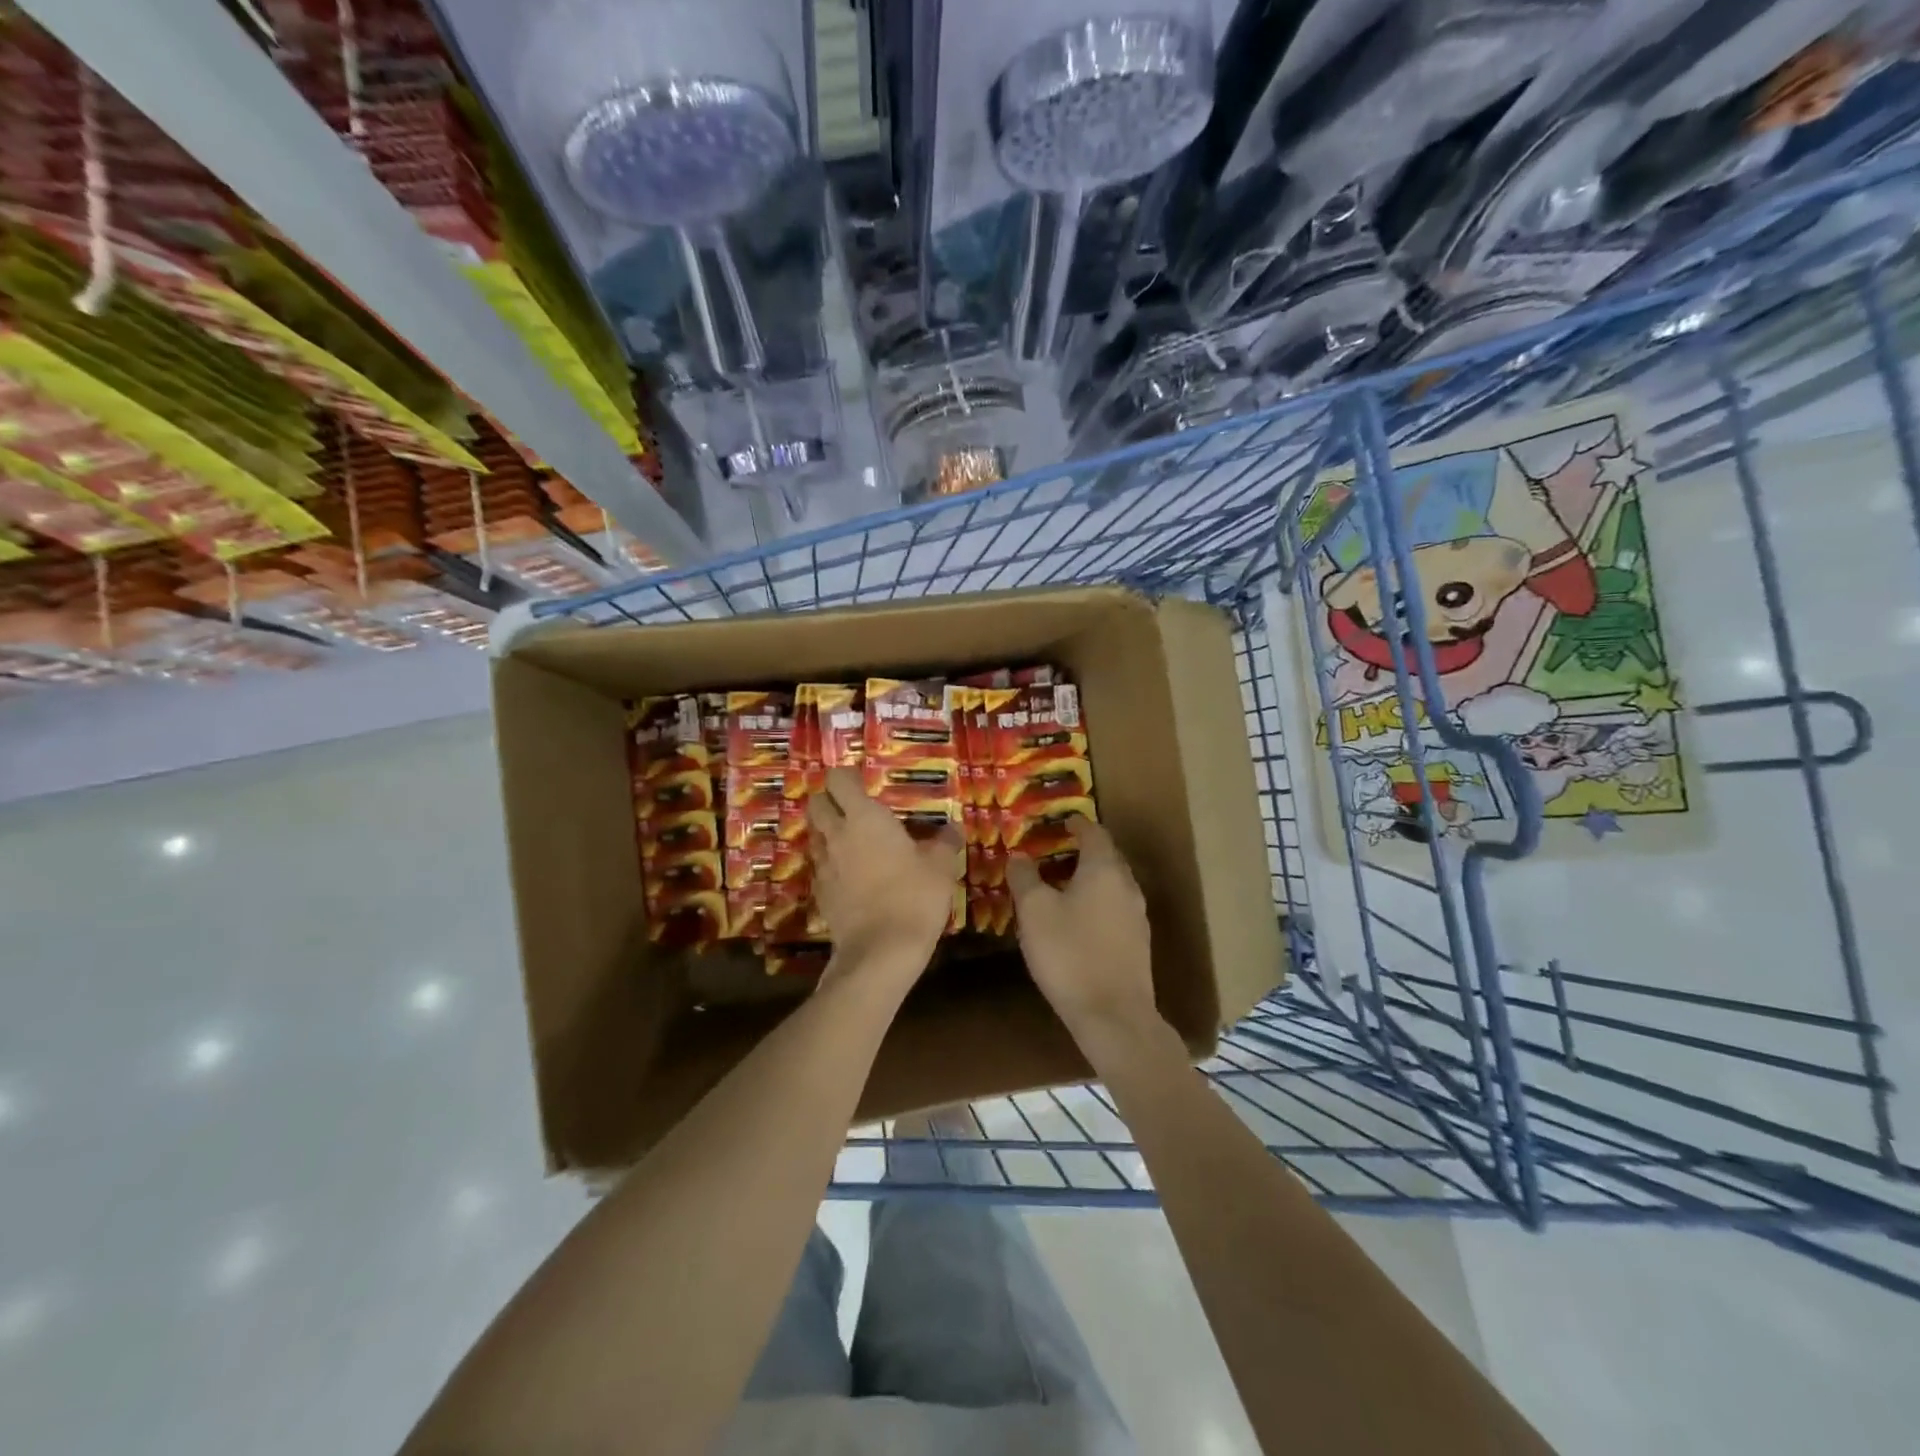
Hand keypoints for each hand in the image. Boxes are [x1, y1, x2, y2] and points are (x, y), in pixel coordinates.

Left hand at [807, 768, 962, 970]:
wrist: (881, 951)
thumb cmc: (914, 897)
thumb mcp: (941, 867)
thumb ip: (944, 842)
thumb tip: (952, 828)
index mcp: (864, 818)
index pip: (838, 780)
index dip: (846, 776)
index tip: (862, 780)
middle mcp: (837, 835)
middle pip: (816, 804)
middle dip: (828, 799)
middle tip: (851, 806)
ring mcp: (824, 865)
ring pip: (814, 835)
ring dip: (827, 831)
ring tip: (851, 839)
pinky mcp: (820, 893)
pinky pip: (820, 866)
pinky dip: (831, 863)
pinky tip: (850, 874)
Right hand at [1007, 818, 1157, 1043]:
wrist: (1113, 1015)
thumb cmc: (1069, 954)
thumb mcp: (1035, 912)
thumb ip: (1025, 878)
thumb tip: (1019, 855)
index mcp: (1104, 869)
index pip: (1094, 832)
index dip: (1076, 823)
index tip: (1059, 822)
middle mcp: (1127, 885)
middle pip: (1107, 856)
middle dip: (1082, 850)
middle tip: (1053, 852)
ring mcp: (1137, 916)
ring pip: (1112, 884)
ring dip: (1088, 878)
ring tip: (1060, 885)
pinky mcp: (1138, 943)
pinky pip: (1115, 908)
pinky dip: (1096, 902)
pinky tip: (1076, 919)